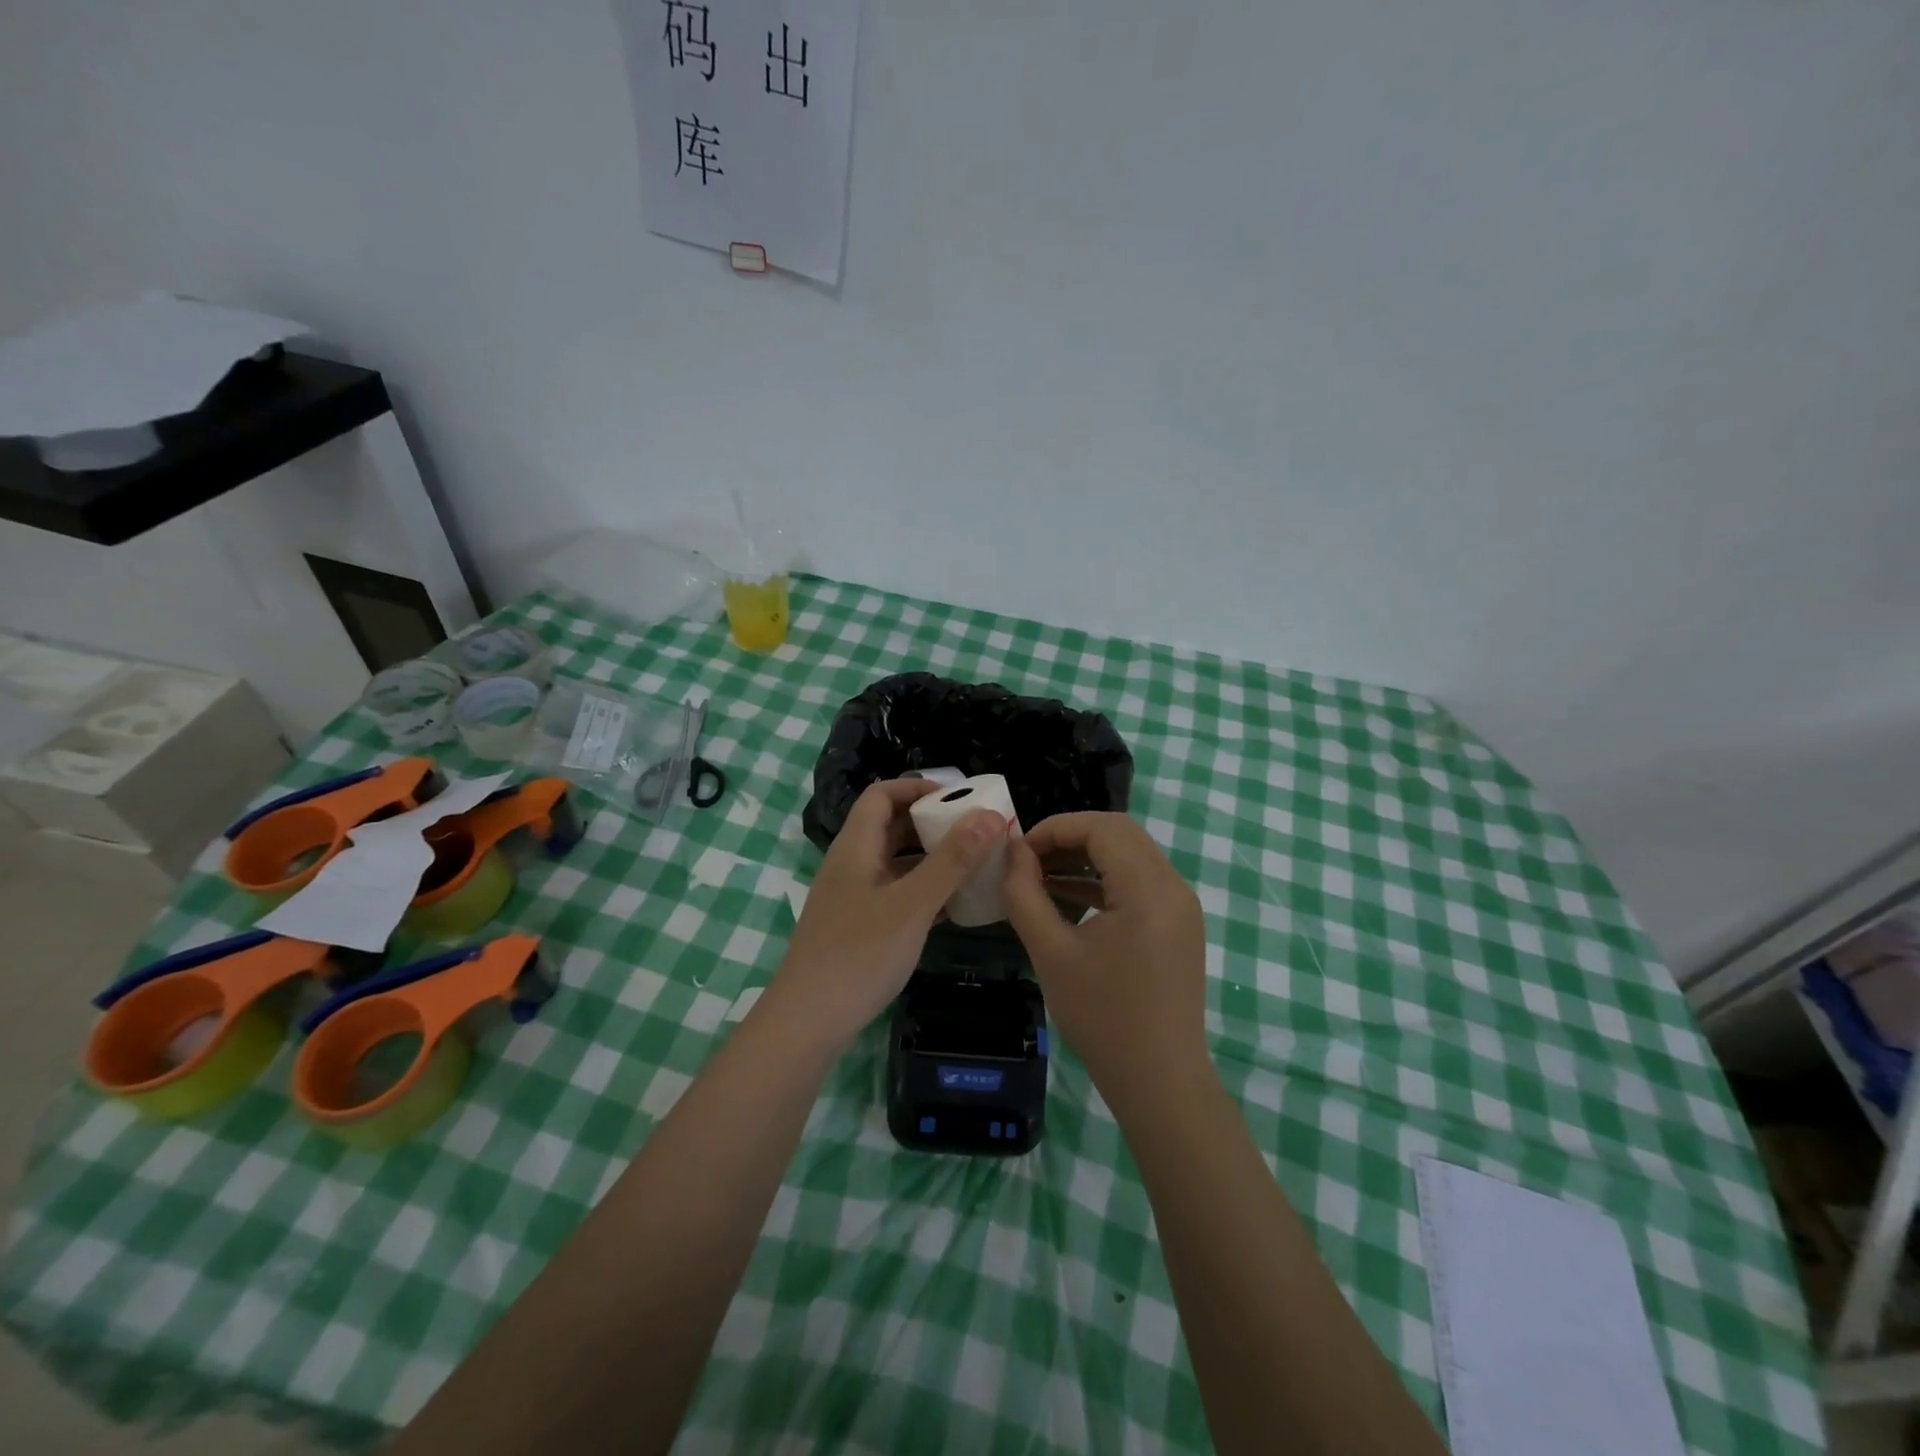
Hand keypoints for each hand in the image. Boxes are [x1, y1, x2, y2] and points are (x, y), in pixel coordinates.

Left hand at [768, 779, 1006, 1053]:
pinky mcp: (858, 927)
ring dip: (931, 858)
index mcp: (855, 847)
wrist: (807, 1022)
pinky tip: (953, 904)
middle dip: (932, 823)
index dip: (917, 787)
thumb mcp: (912, 904)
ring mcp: (852, 897)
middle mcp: (851, 864)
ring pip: (895, 862)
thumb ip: (951, 860)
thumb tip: (989, 816)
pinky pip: (896, 893)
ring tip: (973, 864)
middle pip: (890, 826)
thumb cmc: (859, 955)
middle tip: (976, 831)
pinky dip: (923, 890)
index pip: (882, 794)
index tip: (959, 798)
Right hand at [1003, 812, 1211, 1111]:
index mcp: (1148, 889)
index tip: (1018, 851)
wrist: (1160, 1082)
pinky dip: (1103, 882)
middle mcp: (1174, 887)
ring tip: (1040, 878)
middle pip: (1119, 834)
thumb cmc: (1102, 1017)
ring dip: (1086, 859)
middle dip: (1070, 838)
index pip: (1102, 827)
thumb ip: (1025, 894)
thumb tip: (1013, 851)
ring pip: (1130, 856)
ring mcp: (1181, 907)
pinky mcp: (1179, 926)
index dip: (1055, 828)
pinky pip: (1139, 884)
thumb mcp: (1050, 952)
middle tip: (1029, 861)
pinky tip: (1067, 900)